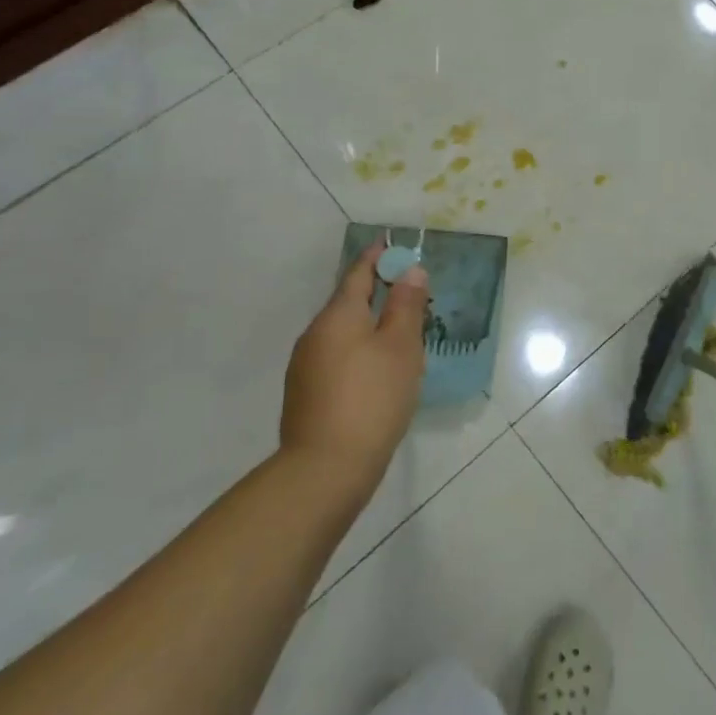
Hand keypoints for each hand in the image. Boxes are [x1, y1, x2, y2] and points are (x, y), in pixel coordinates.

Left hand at [280, 238, 428, 494]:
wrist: (325, 469)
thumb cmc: (372, 398)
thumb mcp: (400, 347)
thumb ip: (406, 305)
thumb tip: (410, 270)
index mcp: (337, 316)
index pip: (358, 273)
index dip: (377, 257)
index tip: (392, 244)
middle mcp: (315, 334)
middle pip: (348, 302)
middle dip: (376, 293)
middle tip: (409, 293)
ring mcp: (305, 366)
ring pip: (342, 332)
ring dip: (368, 325)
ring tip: (399, 334)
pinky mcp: (306, 394)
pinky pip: (336, 357)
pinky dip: (358, 351)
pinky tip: (376, 372)